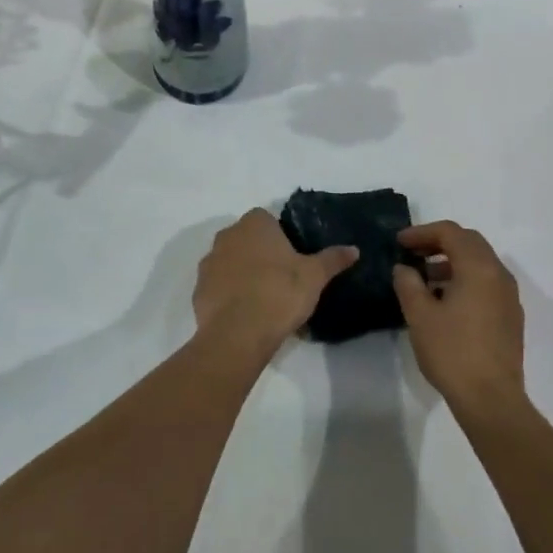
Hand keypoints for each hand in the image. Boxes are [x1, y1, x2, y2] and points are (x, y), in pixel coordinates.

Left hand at [193, 209, 357, 358]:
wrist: (238, 333)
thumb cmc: (279, 293)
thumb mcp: (315, 276)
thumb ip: (333, 259)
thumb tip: (354, 249)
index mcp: (255, 224)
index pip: (267, 219)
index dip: (280, 236)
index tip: (292, 258)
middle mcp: (227, 235)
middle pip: (247, 239)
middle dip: (260, 253)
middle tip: (281, 278)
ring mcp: (209, 262)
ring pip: (230, 261)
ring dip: (242, 273)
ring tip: (263, 298)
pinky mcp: (198, 289)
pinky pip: (218, 285)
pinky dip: (229, 294)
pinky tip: (245, 313)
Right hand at [392, 221, 524, 410]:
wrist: (491, 400)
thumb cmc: (453, 352)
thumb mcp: (420, 315)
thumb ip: (408, 283)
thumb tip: (404, 268)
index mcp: (479, 268)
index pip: (451, 233)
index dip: (422, 232)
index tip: (400, 242)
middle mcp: (499, 274)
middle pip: (469, 242)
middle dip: (439, 242)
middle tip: (412, 252)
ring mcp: (509, 296)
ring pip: (480, 263)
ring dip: (452, 262)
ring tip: (424, 278)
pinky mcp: (511, 316)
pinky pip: (487, 283)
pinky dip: (465, 279)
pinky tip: (445, 301)